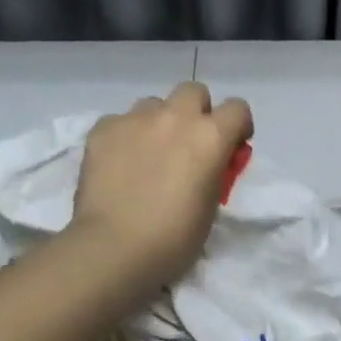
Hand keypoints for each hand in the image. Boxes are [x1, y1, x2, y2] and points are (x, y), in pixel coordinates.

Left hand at [71, 82, 253, 293]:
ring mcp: (135, 120)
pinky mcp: (102, 129)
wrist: (114, 249)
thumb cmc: (174, 238)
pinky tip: (119, 162)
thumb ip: (214, 170)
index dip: (238, 126)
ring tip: (149, 152)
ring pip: (154, 103)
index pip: (238, 108)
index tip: (231, 147)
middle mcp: (176, 117)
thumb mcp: (211, 204)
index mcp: (211, 136)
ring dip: (159, 121)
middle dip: (197, 111)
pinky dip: (125, 136)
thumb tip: (206, 162)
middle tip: (189, 143)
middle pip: (194, 91)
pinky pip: (120, 120)